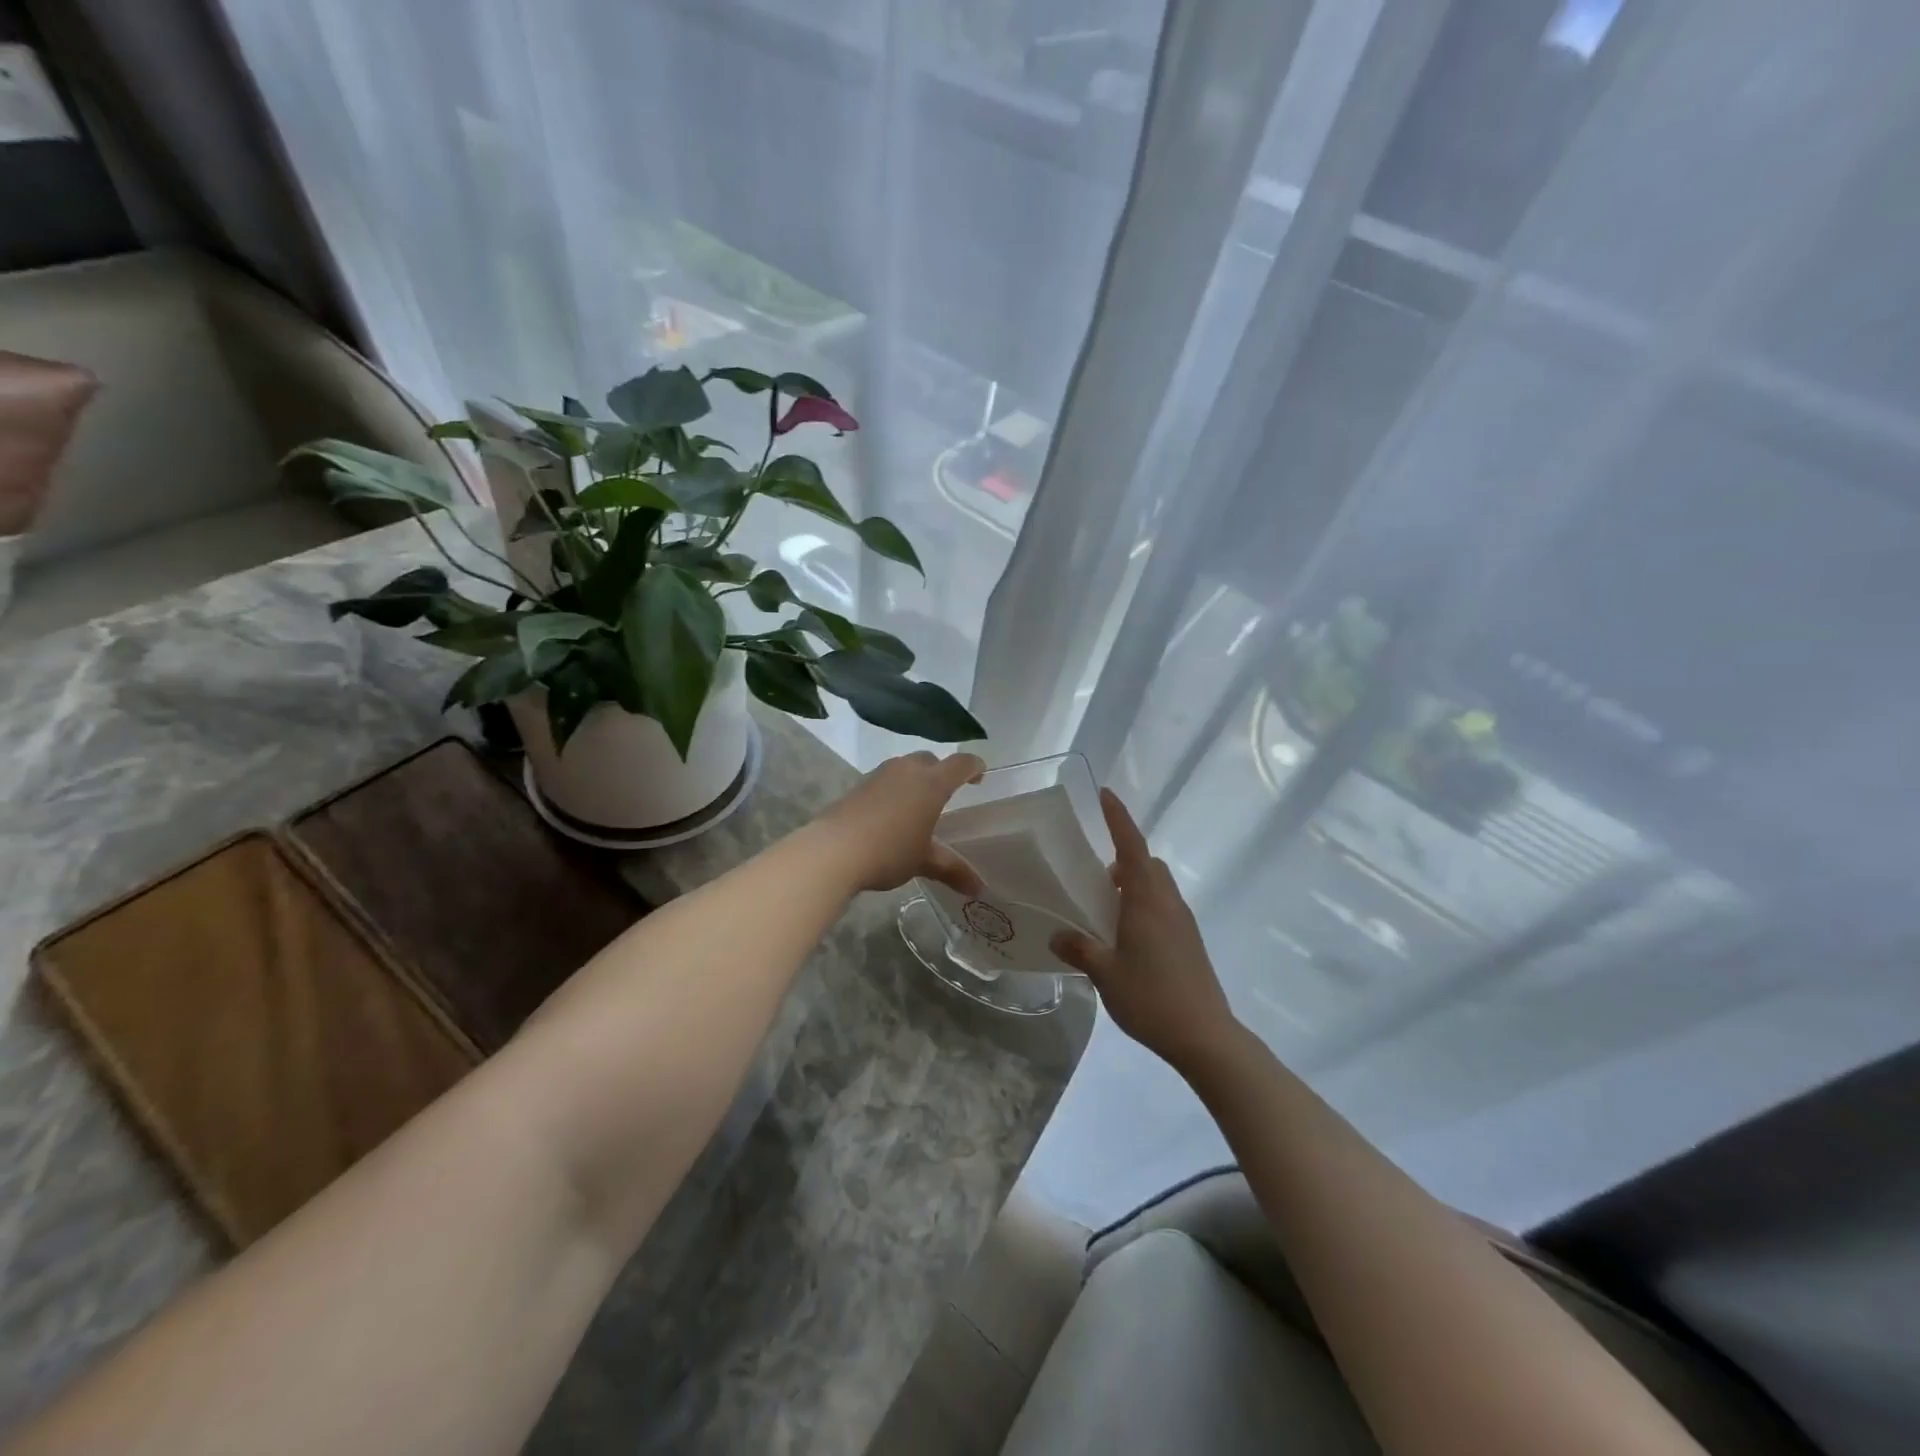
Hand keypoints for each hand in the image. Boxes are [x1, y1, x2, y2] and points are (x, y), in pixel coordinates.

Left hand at [814, 751, 987, 896]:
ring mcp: (879, 775)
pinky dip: (894, 789)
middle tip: (948, 792)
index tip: (980, 775)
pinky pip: (885, 780)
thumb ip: (952, 869)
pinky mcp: (858, 785)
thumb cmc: (889, 851)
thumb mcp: (924, 862)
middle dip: (942, 771)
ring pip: (905, 767)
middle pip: (931, 760)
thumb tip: (978, 888)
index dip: (974, 767)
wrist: (833, 851)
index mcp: (931, 783)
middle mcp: (907, 770)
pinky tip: (890, 813)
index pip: (961, 764)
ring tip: (918, 803)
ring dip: (915, 778)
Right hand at [1051, 789, 1239, 1074]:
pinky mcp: (1189, 941)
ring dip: (1133, 885)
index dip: (1118, 818)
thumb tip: (1057, 935)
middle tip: (1094, 877)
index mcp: (1147, 900)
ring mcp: (1183, 922)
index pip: (1132, 846)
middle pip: (1147, 864)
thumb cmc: (1151, 997)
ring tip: (1105, 910)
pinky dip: (1143, 906)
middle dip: (1123, 858)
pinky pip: (1163, 907)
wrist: (1205, 1036)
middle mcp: (1168, 902)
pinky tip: (1125, 938)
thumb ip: (1079, 948)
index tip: (1105, 794)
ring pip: (1157, 886)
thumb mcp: (1105, 974)